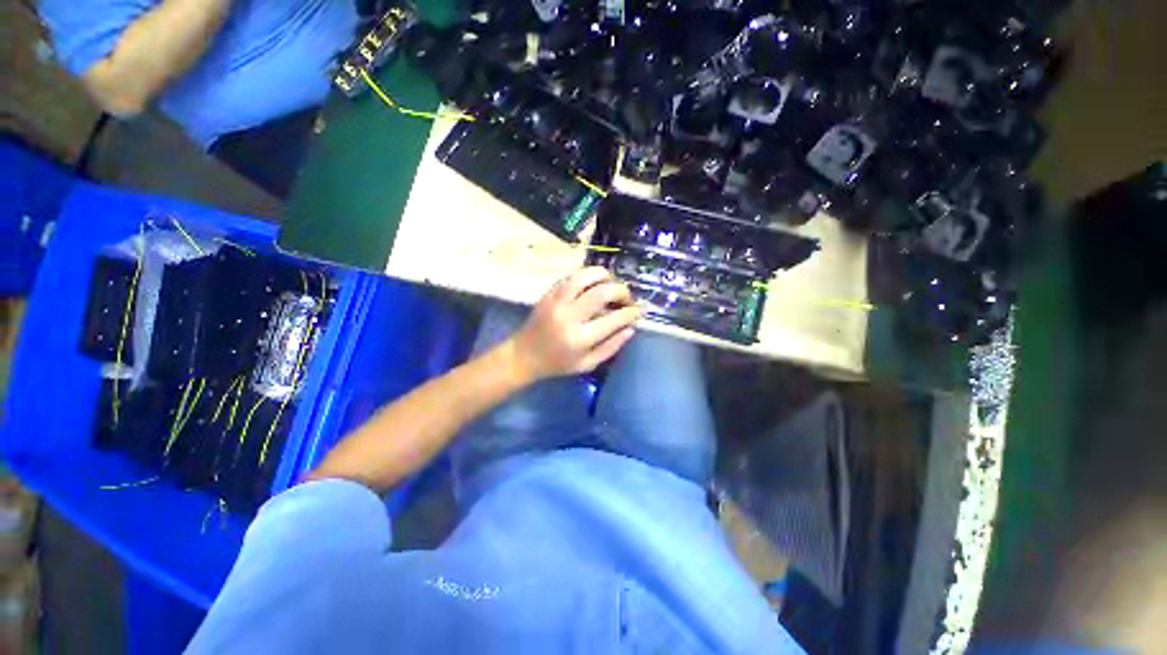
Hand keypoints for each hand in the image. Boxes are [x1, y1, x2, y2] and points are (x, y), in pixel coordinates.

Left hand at [505, 267, 642, 380]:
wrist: (524, 355)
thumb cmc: (557, 364)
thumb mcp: (587, 364)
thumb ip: (611, 347)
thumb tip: (631, 328)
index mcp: (580, 338)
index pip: (613, 319)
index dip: (631, 312)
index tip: (640, 310)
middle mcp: (568, 316)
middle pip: (601, 292)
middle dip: (622, 291)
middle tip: (627, 297)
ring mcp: (556, 302)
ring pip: (583, 277)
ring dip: (603, 275)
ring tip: (612, 282)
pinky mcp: (548, 294)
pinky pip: (570, 277)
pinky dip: (586, 275)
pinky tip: (594, 282)